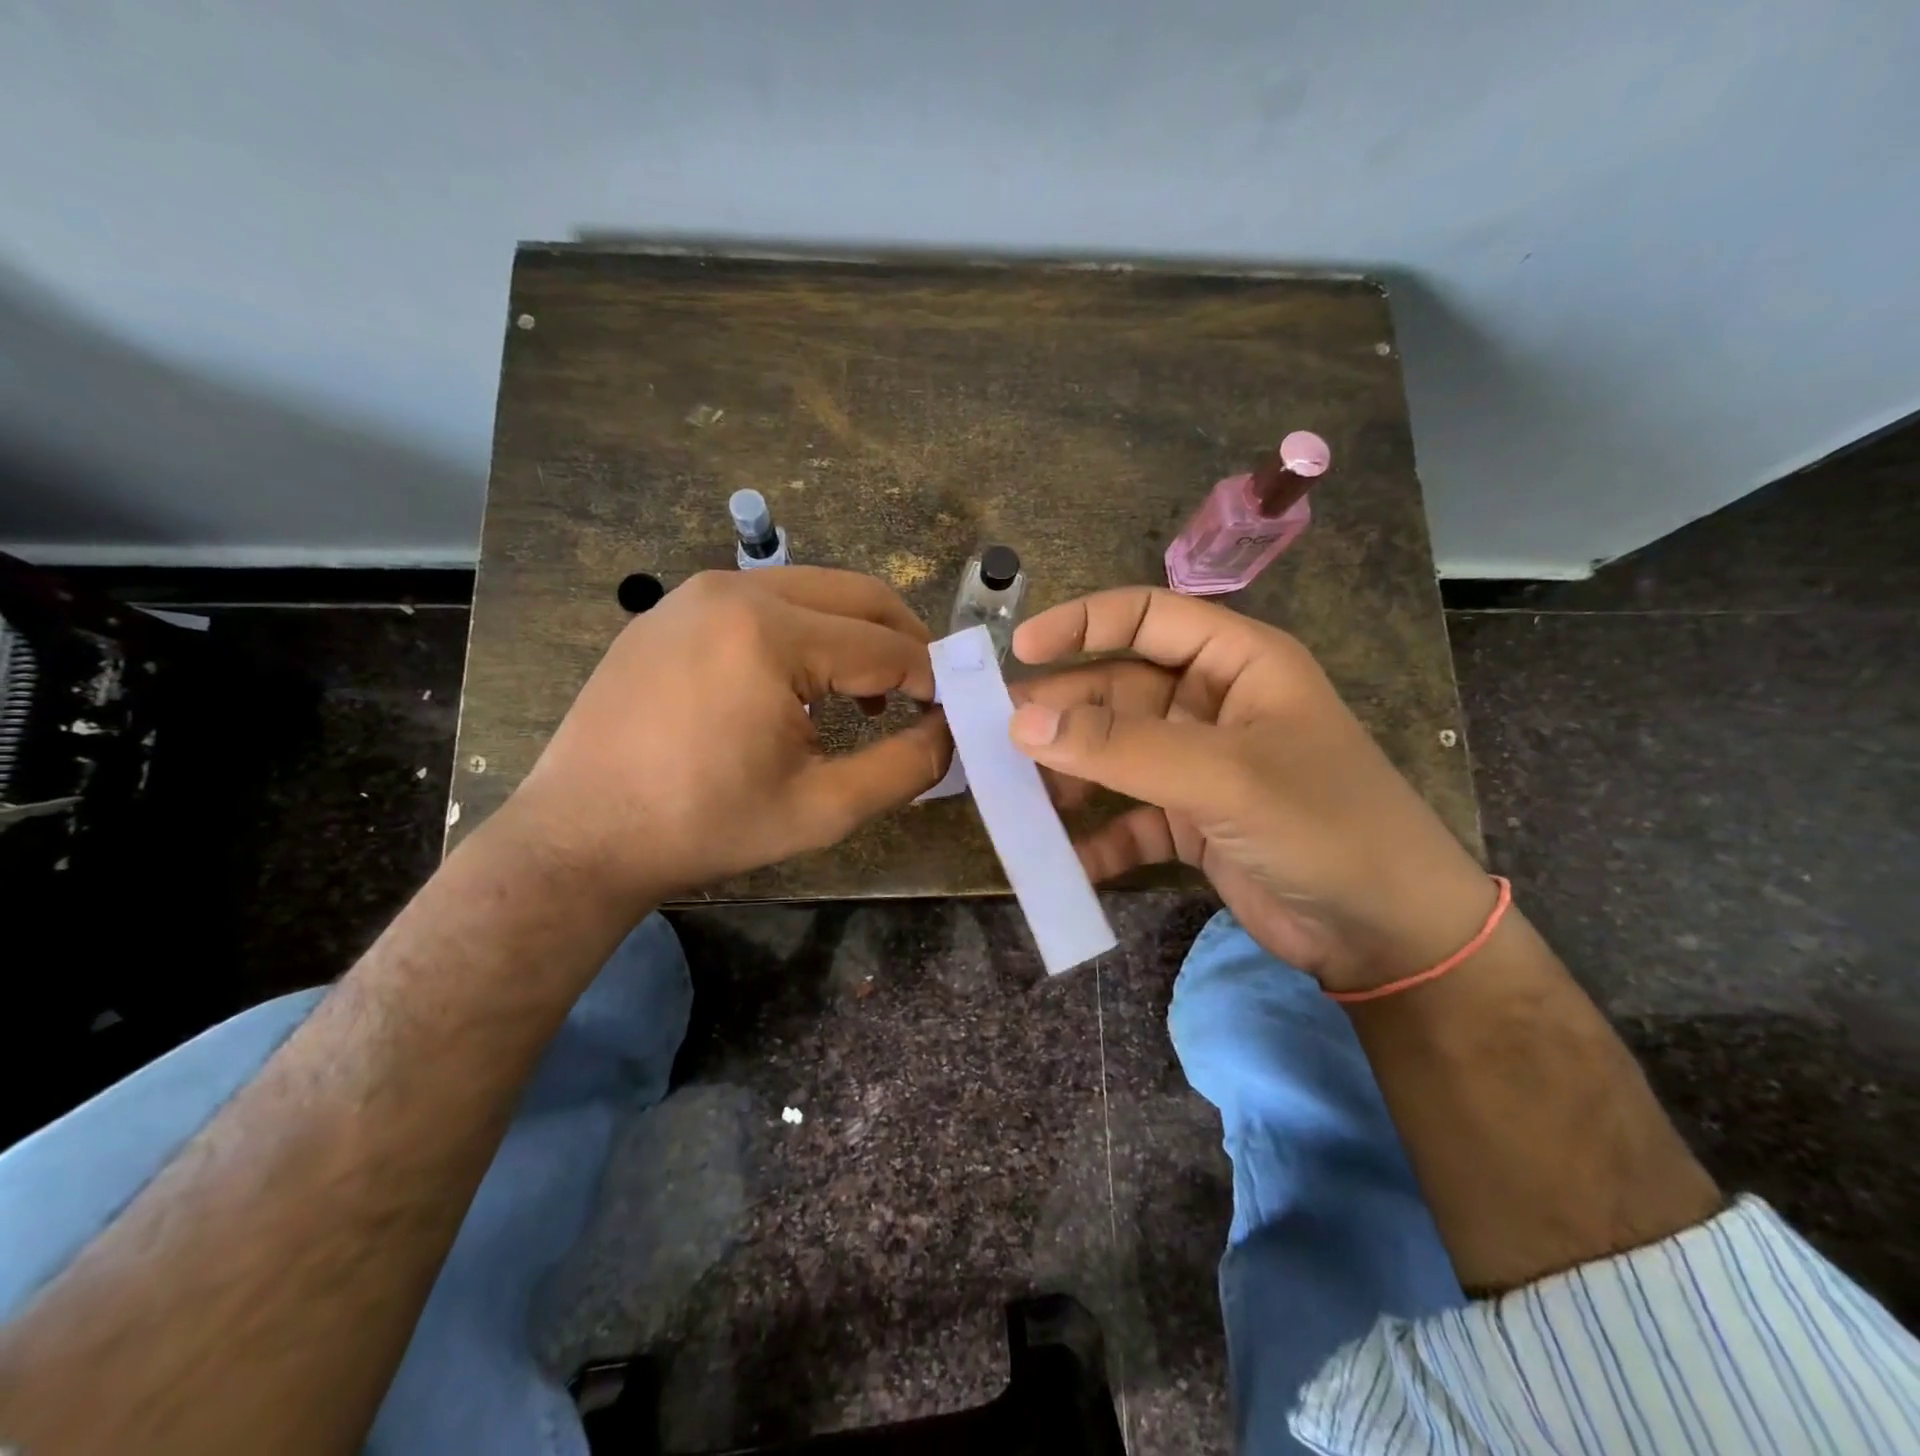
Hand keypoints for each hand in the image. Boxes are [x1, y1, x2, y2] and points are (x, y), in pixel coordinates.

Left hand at [509, 568, 949, 903]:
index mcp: (771, 634)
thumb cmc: (705, 825)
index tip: (949, 714)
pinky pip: (764, 601)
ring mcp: (696, 593)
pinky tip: (800, 686)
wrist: (581, 834)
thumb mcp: (821, 809)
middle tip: (923, 693)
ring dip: (856, 634)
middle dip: (903, 641)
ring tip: (866, 694)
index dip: (931, 681)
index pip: (885, 645)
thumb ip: (904, 767)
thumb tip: (951, 731)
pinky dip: (805, 632)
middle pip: (857, 595)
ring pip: (813, 591)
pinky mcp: (672, 610)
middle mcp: (735, 590)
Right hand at [1008, 587, 1492, 992]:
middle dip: (1063, 713)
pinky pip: (1128, 819)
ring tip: (1020, 797)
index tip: (1020, 650)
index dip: (1082, 624)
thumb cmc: (1322, 824)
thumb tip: (1020, 723)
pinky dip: (1097, 838)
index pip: (1147, 617)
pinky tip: (1065, 859)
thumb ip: (1120, 748)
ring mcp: (1200, 767)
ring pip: (1115, 755)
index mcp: (1238, 663)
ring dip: (1070, 774)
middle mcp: (1214, 706)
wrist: (1387, 934)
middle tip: (999, 737)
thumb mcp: (1222, 775)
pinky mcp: (1191, 823)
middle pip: (1118, 691)